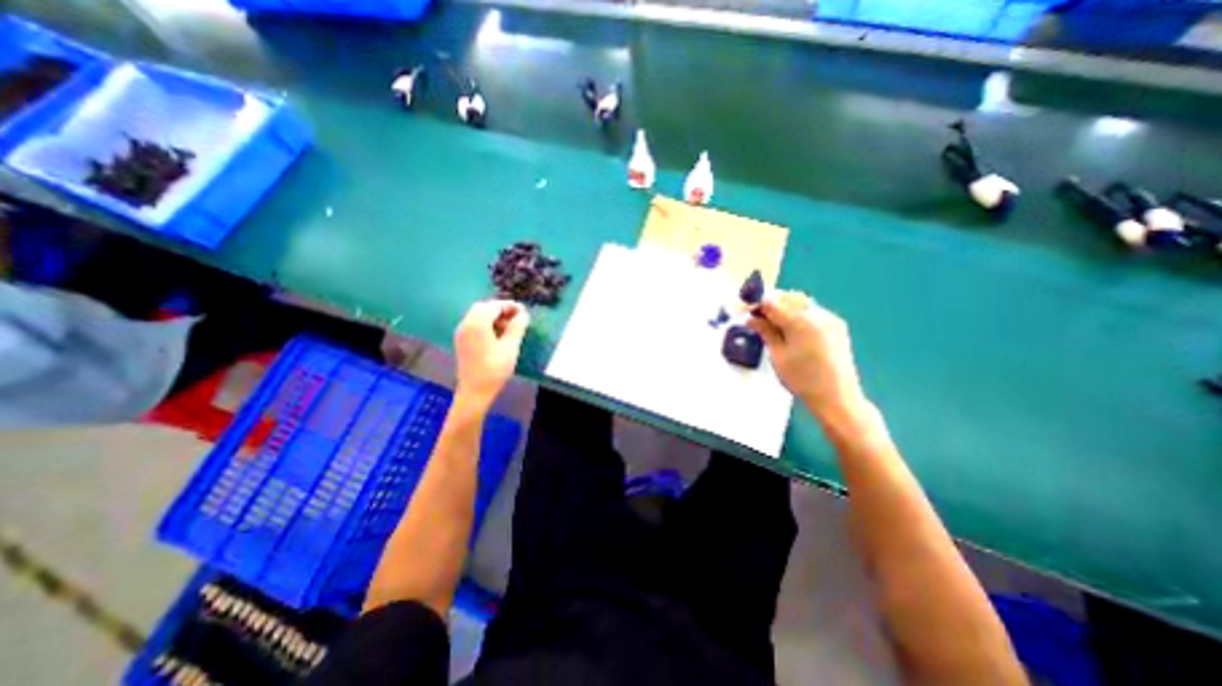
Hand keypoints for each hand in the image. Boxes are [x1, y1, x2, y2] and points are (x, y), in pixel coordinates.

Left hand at [448, 296, 525, 405]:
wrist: (475, 391)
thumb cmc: (494, 369)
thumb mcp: (510, 347)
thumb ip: (517, 327)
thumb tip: (523, 314)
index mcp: (477, 323)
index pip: (494, 306)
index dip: (510, 306)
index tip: (524, 312)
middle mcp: (466, 324)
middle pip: (483, 307)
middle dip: (501, 309)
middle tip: (517, 317)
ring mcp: (462, 333)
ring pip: (478, 315)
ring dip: (494, 316)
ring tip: (510, 327)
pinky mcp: (462, 341)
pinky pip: (474, 324)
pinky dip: (486, 324)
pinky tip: (498, 334)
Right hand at [746, 293, 868, 424]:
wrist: (837, 397)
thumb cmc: (802, 379)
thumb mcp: (778, 355)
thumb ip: (765, 332)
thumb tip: (751, 318)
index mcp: (801, 322)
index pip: (773, 303)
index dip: (757, 304)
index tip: (746, 311)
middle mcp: (818, 314)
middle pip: (789, 298)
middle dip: (772, 303)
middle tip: (758, 316)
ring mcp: (830, 319)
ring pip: (802, 302)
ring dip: (785, 307)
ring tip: (773, 323)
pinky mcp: (837, 326)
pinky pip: (813, 311)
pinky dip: (798, 314)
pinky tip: (791, 328)